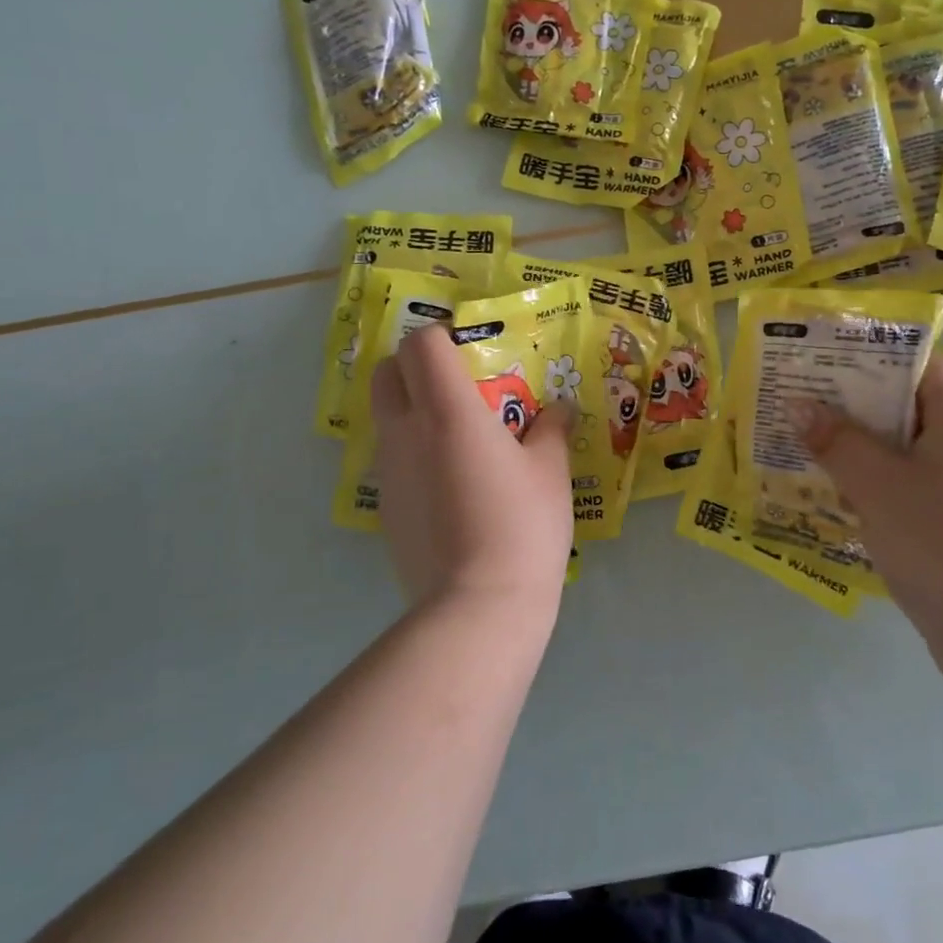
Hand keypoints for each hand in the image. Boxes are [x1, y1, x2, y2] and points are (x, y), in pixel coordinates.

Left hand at [370, 325, 574, 616]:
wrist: (478, 607)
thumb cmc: (522, 526)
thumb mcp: (550, 471)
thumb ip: (551, 430)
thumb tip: (558, 410)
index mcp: (447, 411)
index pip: (420, 344)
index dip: (442, 335)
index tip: (471, 349)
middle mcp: (406, 431)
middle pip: (387, 371)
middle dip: (416, 365)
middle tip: (459, 385)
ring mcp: (388, 471)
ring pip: (386, 415)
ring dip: (413, 408)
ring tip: (459, 437)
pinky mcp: (384, 507)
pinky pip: (392, 458)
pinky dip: (413, 451)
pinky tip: (450, 483)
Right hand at [795, 354, 942, 676]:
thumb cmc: (941, 541)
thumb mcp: (878, 484)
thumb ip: (837, 440)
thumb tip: (799, 405)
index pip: (917, 364)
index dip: (867, 356)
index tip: (818, 361)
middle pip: (907, 405)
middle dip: (851, 405)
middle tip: (799, 403)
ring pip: (905, 449)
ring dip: (858, 446)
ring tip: (805, 444)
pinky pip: (911, 484)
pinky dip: (875, 481)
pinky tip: (835, 493)